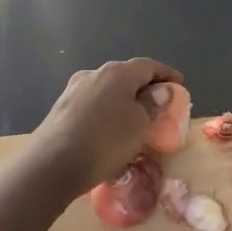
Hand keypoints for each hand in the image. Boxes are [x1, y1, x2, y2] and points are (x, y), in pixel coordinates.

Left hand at [26, 57, 183, 197]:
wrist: (51, 164)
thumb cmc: (105, 141)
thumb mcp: (139, 125)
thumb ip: (152, 105)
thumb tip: (159, 91)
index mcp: (117, 72)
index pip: (148, 65)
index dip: (167, 74)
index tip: (180, 85)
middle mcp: (94, 74)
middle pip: (126, 75)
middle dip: (144, 87)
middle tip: (159, 104)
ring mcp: (73, 90)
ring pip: (107, 90)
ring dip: (123, 100)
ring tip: (135, 119)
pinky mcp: (61, 109)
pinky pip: (92, 105)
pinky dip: (107, 112)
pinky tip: (109, 129)